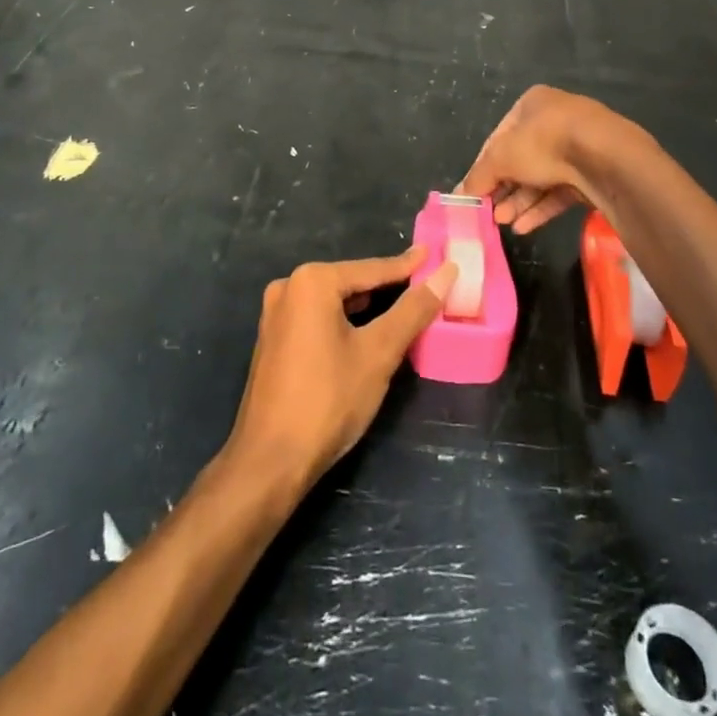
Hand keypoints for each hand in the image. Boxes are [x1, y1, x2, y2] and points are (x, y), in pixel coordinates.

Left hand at [228, 249, 456, 493]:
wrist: (270, 460)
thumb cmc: (328, 400)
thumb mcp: (378, 353)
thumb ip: (413, 310)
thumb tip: (446, 273)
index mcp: (312, 281)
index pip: (372, 269)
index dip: (408, 266)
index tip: (436, 255)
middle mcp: (288, 287)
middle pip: (351, 282)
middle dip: (388, 286)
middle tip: (426, 284)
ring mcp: (276, 314)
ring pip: (334, 301)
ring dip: (368, 306)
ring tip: (405, 305)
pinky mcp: (273, 339)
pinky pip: (318, 318)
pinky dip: (345, 321)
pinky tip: (367, 331)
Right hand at [460, 85, 629, 233]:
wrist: (606, 158)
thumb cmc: (545, 143)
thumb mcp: (501, 158)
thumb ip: (478, 176)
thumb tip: (459, 194)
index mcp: (532, 104)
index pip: (499, 138)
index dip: (483, 167)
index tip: (473, 193)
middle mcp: (555, 121)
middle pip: (520, 160)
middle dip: (503, 188)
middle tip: (488, 213)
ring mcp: (577, 148)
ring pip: (540, 178)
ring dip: (519, 202)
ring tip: (503, 223)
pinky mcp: (592, 174)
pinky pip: (560, 191)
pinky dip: (541, 208)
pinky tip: (524, 227)